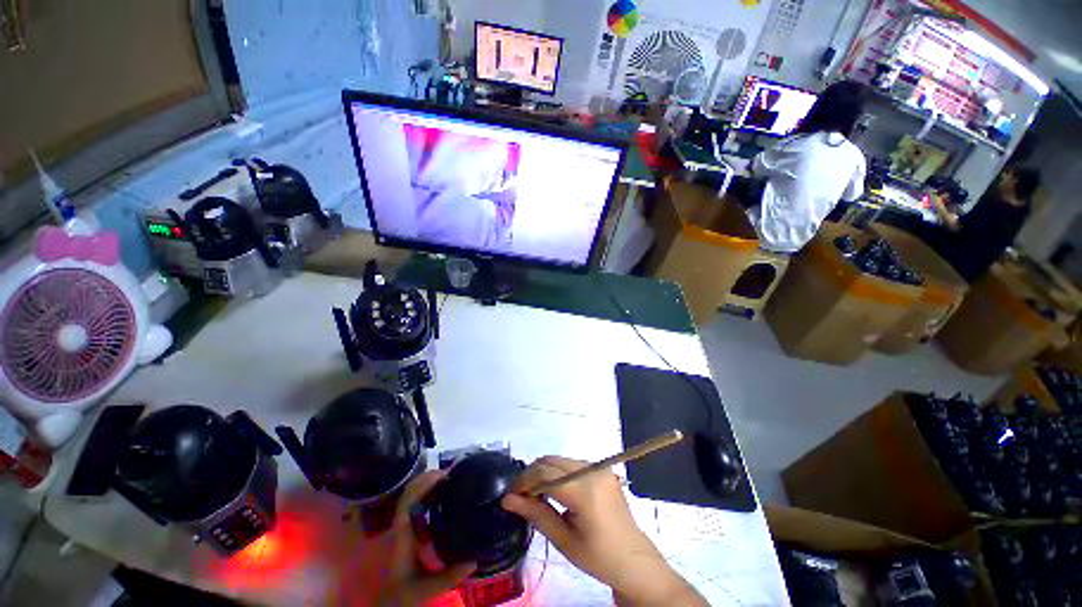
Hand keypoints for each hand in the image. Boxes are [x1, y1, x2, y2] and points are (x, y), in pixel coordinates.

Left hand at [377, 471, 475, 606]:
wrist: (389, 602)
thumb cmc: (404, 594)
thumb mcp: (427, 589)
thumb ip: (449, 577)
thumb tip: (475, 559)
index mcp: (401, 537)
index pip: (407, 504)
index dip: (422, 486)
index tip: (442, 476)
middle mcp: (399, 526)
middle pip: (408, 493)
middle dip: (427, 479)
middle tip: (450, 473)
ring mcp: (400, 526)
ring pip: (409, 495)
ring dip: (426, 483)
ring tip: (447, 479)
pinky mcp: (405, 528)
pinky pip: (413, 503)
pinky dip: (425, 493)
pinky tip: (441, 494)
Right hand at [501, 456, 705, 605]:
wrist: (634, 560)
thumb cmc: (598, 557)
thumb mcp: (564, 540)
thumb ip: (536, 513)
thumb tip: (508, 499)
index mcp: (585, 489)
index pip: (545, 473)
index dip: (524, 481)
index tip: (509, 495)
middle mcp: (592, 470)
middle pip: (551, 461)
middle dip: (532, 475)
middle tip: (519, 496)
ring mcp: (599, 467)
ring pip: (561, 460)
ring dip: (544, 472)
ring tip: (535, 495)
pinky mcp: (603, 469)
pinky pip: (572, 464)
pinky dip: (557, 473)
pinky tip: (554, 490)